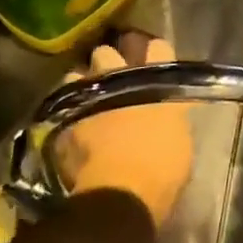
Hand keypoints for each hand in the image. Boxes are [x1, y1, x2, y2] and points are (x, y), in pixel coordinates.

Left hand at [54, 33, 194, 227]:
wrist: (122, 194)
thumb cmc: (163, 168)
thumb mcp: (180, 139)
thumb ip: (170, 118)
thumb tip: (164, 116)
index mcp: (157, 83)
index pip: (158, 49)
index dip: (156, 53)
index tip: (154, 58)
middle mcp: (122, 81)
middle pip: (108, 53)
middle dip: (108, 61)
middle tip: (112, 74)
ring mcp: (90, 100)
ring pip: (76, 75)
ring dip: (80, 84)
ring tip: (85, 97)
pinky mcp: (65, 123)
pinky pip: (63, 109)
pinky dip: (68, 115)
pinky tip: (72, 125)